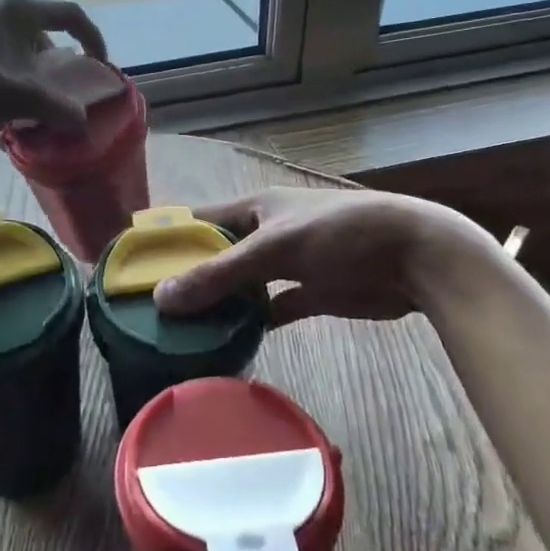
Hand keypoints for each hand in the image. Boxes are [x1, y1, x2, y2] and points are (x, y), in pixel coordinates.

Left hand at [0, 0, 108, 134]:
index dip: (93, 38)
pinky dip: (0, 76)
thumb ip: (61, 110)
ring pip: (12, 45)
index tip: (99, 64)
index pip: (71, 14)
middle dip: (53, 61)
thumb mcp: (25, 97)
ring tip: (25, 100)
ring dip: (25, 71)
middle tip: (57, 87)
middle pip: (39, 31)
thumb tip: (83, 124)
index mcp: (20, 10)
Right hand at [153, 187, 493, 326]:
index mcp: (255, 208)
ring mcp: (289, 265)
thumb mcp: (274, 248)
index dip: (169, 237)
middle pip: (218, 254)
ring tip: (182, 331)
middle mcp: (267, 233)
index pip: (199, 219)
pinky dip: (253, 323)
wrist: (415, 258)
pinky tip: (230, 343)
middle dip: (189, 277)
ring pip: (243, 285)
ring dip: (220, 304)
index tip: (134, 263)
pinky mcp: (311, 294)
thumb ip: (219, 273)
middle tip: (151, 310)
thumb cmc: (340, 234)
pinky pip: (271, 309)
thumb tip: (162, 297)